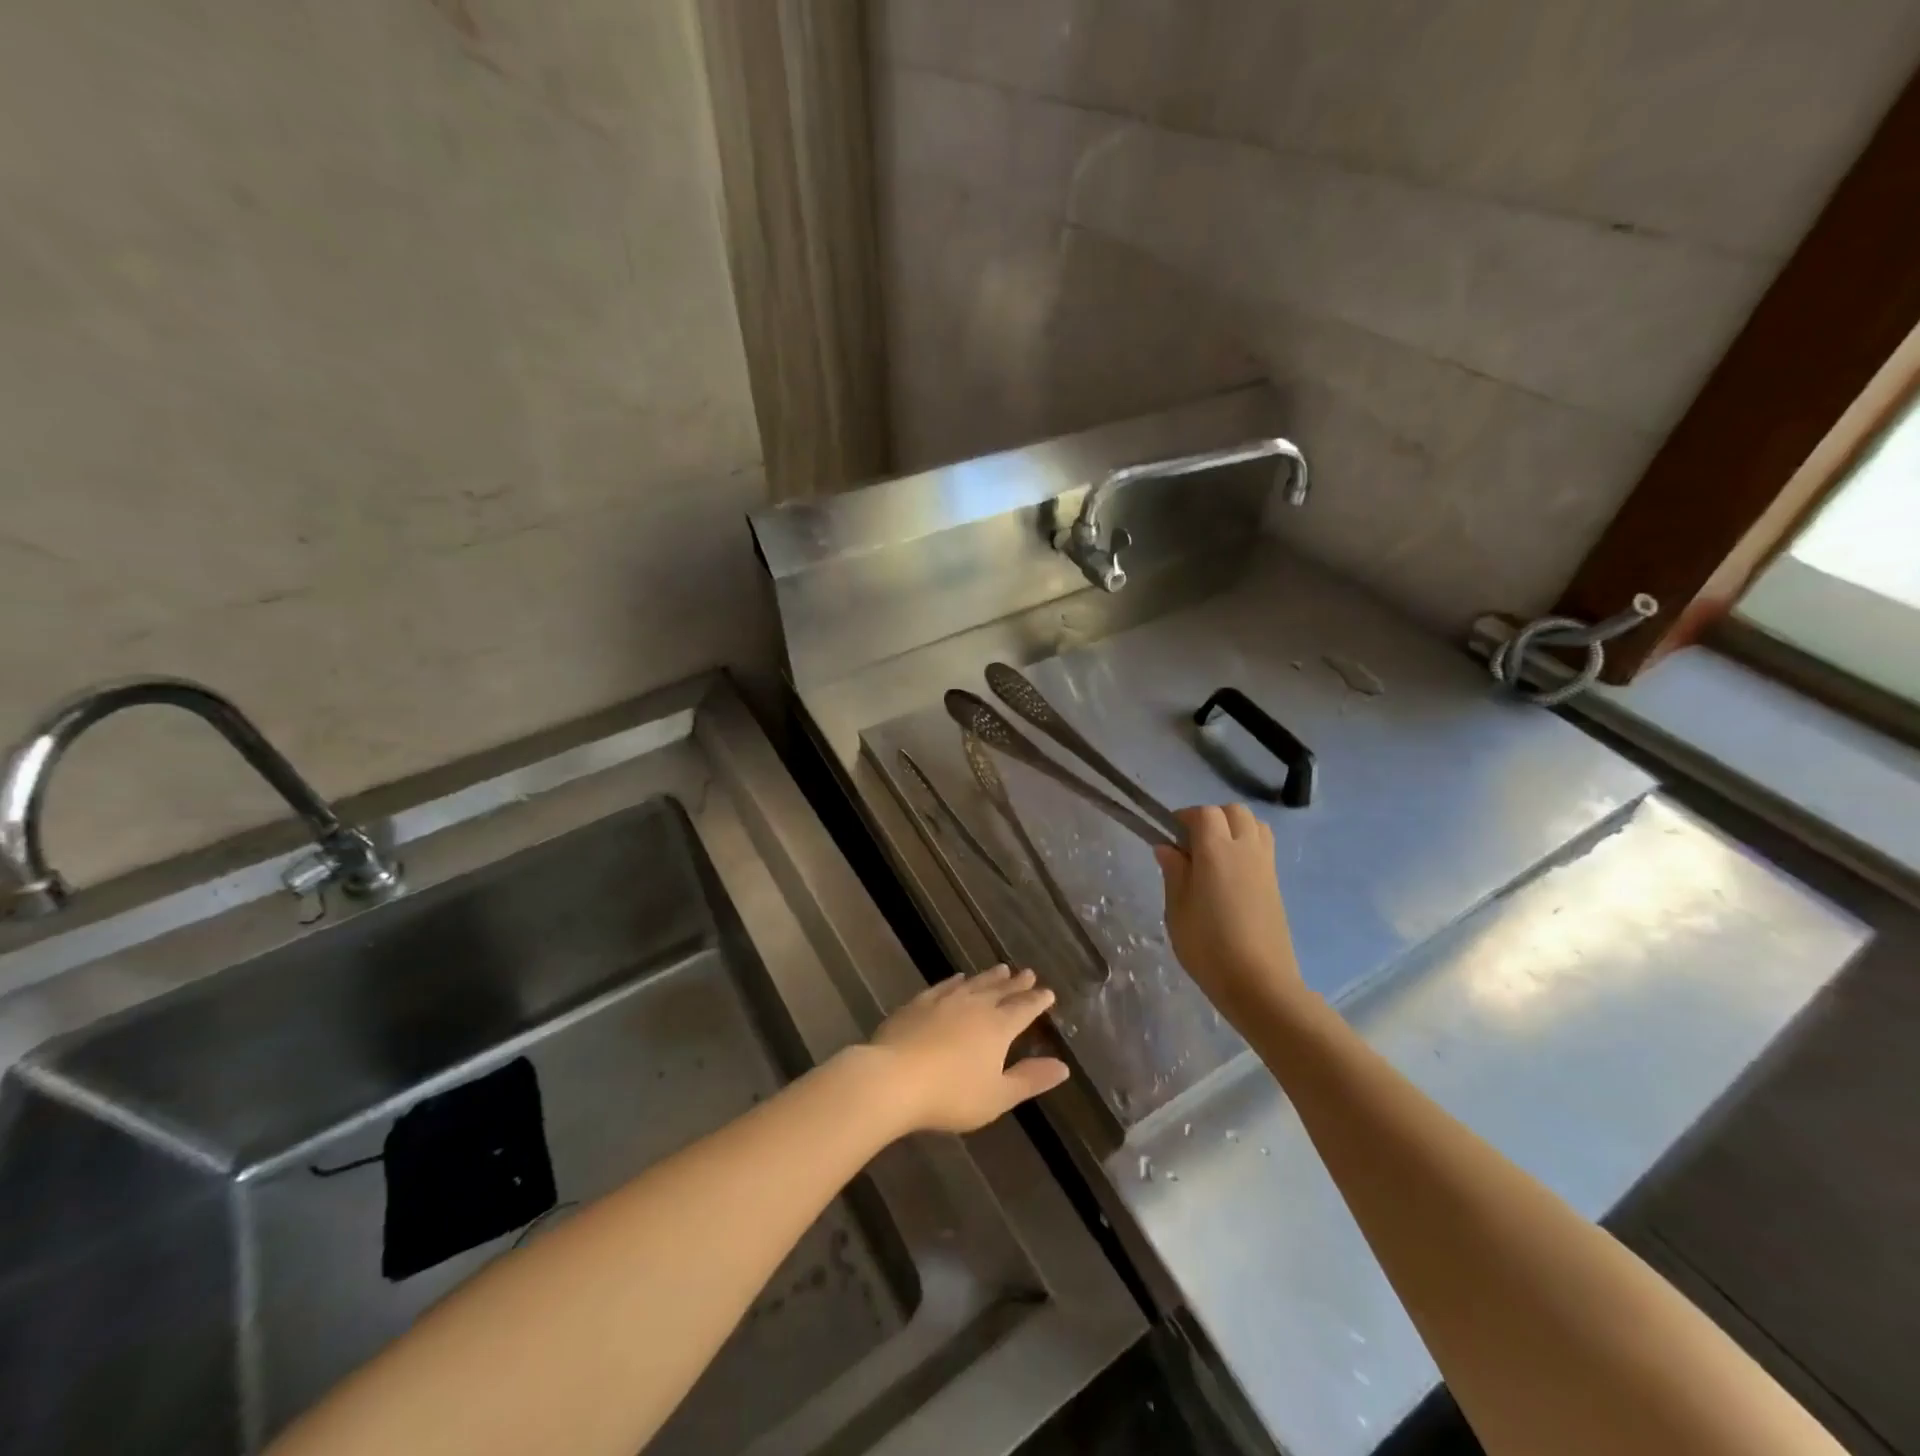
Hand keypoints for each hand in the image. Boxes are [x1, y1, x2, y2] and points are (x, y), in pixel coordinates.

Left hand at [866, 966, 1069, 1133]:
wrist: (894, 1078)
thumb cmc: (951, 1094)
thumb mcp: (997, 1096)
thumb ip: (1029, 1080)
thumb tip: (1063, 1067)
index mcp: (998, 1027)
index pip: (1024, 1009)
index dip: (1038, 1002)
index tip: (1048, 992)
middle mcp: (975, 1006)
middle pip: (1001, 990)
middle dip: (1017, 983)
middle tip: (1028, 973)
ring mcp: (945, 1000)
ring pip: (975, 983)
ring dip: (990, 976)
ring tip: (1002, 968)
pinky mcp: (920, 1003)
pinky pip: (945, 985)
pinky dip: (956, 980)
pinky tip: (958, 978)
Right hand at [1154, 805, 1307, 1028]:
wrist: (1259, 984)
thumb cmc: (1208, 947)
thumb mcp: (1177, 910)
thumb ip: (1174, 873)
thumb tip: (1167, 847)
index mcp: (1216, 851)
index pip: (1204, 813)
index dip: (1185, 817)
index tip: (1169, 835)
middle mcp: (1245, 850)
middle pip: (1234, 811)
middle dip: (1211, 817)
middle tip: (1191, 843)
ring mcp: (1266, 866)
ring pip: (1254, 825)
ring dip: (1234, 828)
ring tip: (1213, 854)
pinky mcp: (1276, 884)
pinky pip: (1263, 847)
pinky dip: (1246, 846)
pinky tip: (1229, 875)